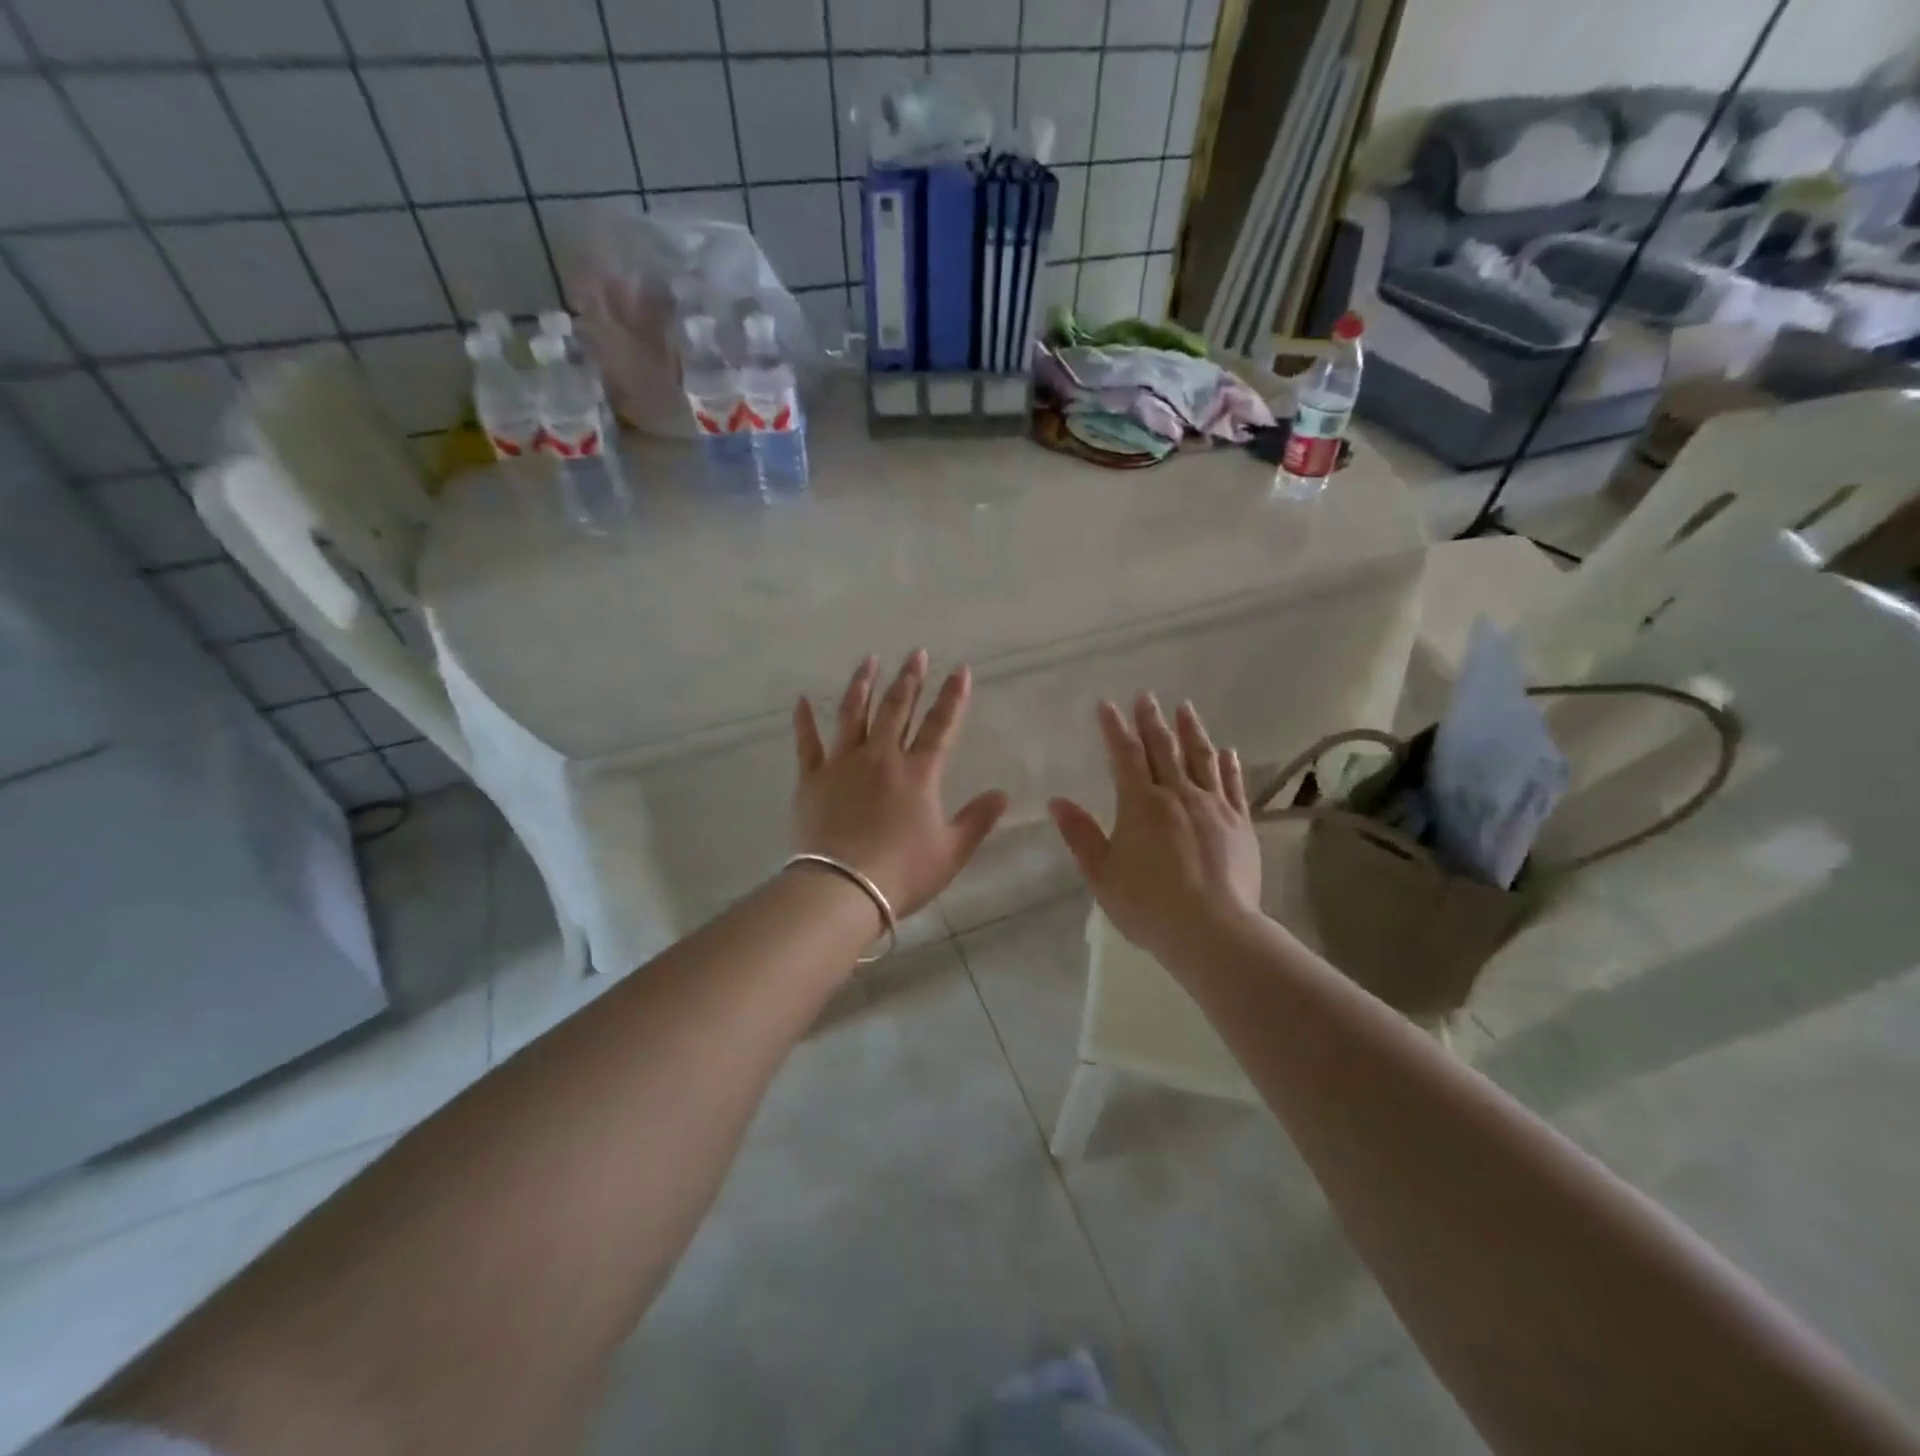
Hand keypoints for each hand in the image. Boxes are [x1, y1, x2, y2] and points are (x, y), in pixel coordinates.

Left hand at [792, 651, 1009, 920]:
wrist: (842, 888)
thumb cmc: (902, 871)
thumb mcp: (951, 851)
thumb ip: (977, 819)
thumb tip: (1003, 794)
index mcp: (918, 773)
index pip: (941, 725)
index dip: (953, 697)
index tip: (960, 670)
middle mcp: (882, 757)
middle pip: (897, 709)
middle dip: (909, 679)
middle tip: (916, 653)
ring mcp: (843, 764)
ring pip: (854, 714)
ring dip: (862, 685)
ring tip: (869, 660)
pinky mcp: (813, 779)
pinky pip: (808, 743)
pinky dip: (804, 721)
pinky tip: (801, 700)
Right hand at [1049, 695, 1261, 962]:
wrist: (1213, 930)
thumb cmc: (1148, 905)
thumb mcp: (1102, 874)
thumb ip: (1080, 835)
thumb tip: (1057, 801)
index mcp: (1140, 804)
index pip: (1125, 755)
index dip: (1115, 728)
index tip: (1107, 705)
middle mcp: (1178, 795)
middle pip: (1164, 748)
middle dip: (1151, 720)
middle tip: (1147, 695)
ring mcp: (1213, 806)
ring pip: (1201, 758)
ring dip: (1191, 730)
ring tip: (1185, 708)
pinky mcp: (1239, 823)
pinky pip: (1233, 785)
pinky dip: (1228, 765)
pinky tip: (1227, 751)